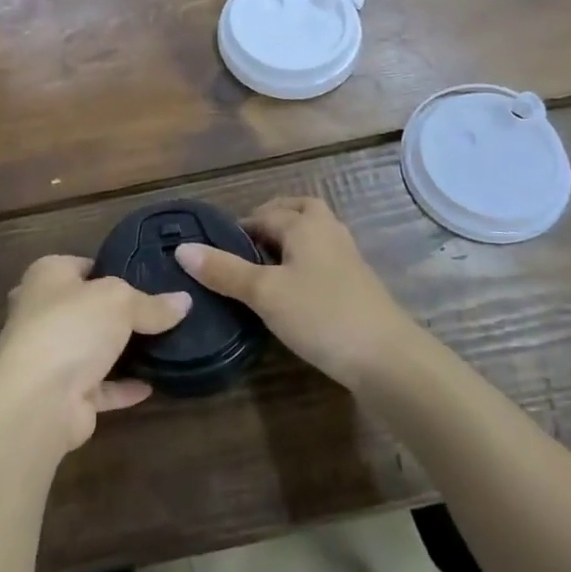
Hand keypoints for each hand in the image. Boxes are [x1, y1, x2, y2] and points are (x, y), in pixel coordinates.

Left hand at [0, 255, 190, 454]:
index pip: (84, 266)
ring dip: (120, 352)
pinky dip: (122, 387)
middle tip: (160, 313)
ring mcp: (49, 355)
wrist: (37, 400)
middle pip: (87, 308)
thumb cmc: (72, 327)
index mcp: (47, 276)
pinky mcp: (61, 394)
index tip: (150, 280)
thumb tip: (184, 301)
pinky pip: (99, 386)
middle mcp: (42, 312)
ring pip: (92, 348)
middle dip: (117, 313)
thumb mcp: (120, 301)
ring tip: (163, 346)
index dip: (114, 270)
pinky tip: (153, 384)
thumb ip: (151, 303)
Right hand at [174, 196, 412, 388]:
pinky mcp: (356, 284)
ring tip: (263, 267)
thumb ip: (224, 270)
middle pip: (296, 212)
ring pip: (312, 235)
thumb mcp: (264, 293)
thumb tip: (182, 248)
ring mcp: (347, 257)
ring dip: (288, 242)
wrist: (388, 359)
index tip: (215, 251)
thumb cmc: (321, 315)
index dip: (238, 228)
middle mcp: (328, 231)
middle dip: (269, 221)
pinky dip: (303, 263)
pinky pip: (322, 258)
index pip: (263, 214)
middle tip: (243, 247)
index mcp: (305, 224)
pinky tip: (291, 291)